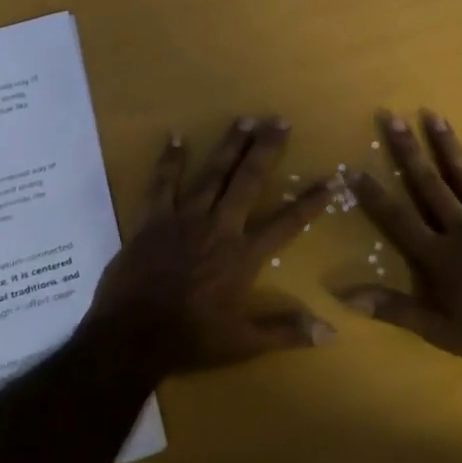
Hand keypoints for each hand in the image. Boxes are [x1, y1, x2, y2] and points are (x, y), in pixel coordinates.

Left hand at [88, 116, 332, 376]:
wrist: (130, 339)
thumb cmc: (190, 340)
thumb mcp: (243, 343)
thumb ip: (287, 332)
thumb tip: (331, 333)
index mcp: (243, 255)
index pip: (287, 223)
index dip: (310, 202)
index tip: (330, 180)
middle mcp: (219, 227)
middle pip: (248, 181)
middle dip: (267, 149)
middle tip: (280, 121)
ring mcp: (184, 219)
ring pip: (211, 173)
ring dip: (229, 145)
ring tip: (244, 119)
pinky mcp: (153, 220)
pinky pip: (162, 184)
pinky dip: (170, 160)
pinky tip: (176, 137)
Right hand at [342, 110, 461, 367]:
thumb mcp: (436, 329)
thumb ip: (393, 308)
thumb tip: (345, 295)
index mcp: (436, 254)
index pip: (397, 217)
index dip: (374, 194)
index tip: (354, 168)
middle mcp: (459, 228)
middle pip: (428, 184)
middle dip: (408, 150)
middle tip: (394, 117)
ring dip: (447, 146)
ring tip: (434, 116)